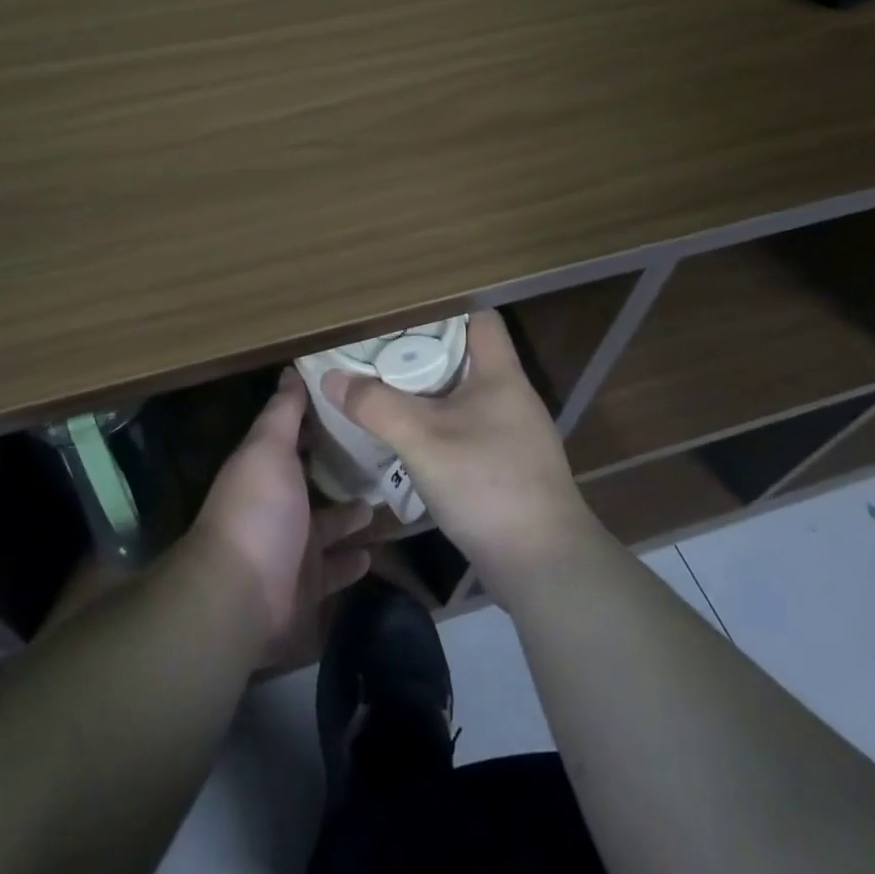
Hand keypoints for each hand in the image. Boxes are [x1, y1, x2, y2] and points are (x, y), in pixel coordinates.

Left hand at [192, 368, 373, 653]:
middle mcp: (276, 507)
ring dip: (350, 516)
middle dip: (339, 471)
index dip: (316, 422)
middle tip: (382, 455)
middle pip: (311, 484)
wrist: (241, 598)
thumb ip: (283, 412)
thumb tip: (290, 370)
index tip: (352, 405)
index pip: (292, 439)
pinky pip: (334, 570)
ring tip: (386, 499)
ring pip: (327, 528)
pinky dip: (352, 561)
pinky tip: (375, 550)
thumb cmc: (257, 511)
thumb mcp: (269, 449)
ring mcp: (291, 549)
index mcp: (264, 471)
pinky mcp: (307, 588)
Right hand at [321, 309, 595, 599]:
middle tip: (378, 351)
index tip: (400, 313)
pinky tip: (409, 438)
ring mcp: (513, 434)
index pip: (480, 318)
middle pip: (466, 355)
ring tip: (384, 389)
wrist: (543, 565)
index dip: (443, 308)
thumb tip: (331, 378)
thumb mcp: (422, 440)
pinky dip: (438, 424)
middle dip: (422, 351)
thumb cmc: (487, 485)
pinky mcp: (508, 466)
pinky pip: (466, 427)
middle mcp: (511, 397)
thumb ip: (375, 405)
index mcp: (501, 375)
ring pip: (463, 395)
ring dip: (427, 391)